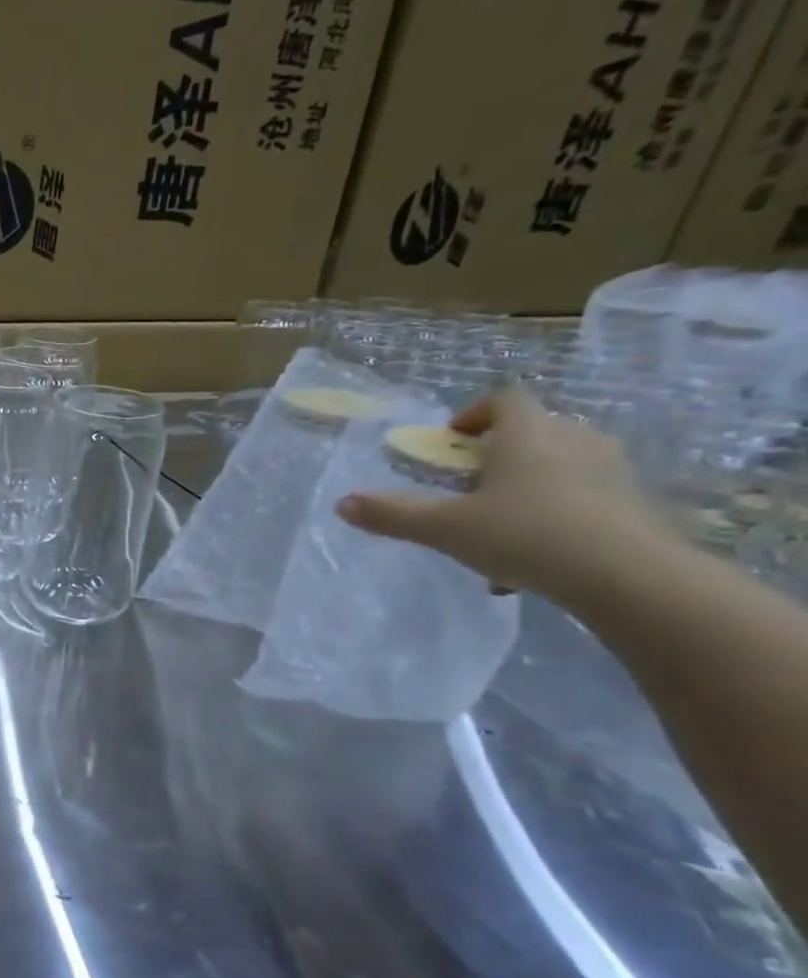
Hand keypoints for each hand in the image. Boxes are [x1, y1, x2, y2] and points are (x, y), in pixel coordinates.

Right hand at [334, 385, 671, 599]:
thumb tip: (341, 503)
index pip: (504, 399)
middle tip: (467, 488)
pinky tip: (532, 563)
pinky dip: (554, 519)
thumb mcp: (444, 528)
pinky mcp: (635, 506)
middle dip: (496, 457)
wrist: (632, 578)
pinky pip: (583, 500)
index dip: (473, 414)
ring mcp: (612, 473)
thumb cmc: (526, 534)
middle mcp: (574, 441)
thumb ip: (393, 514)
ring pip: (558, 468)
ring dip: (525, 490)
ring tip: (497, 531)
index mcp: (528, 434)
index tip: (450, 441)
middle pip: (532, 432)